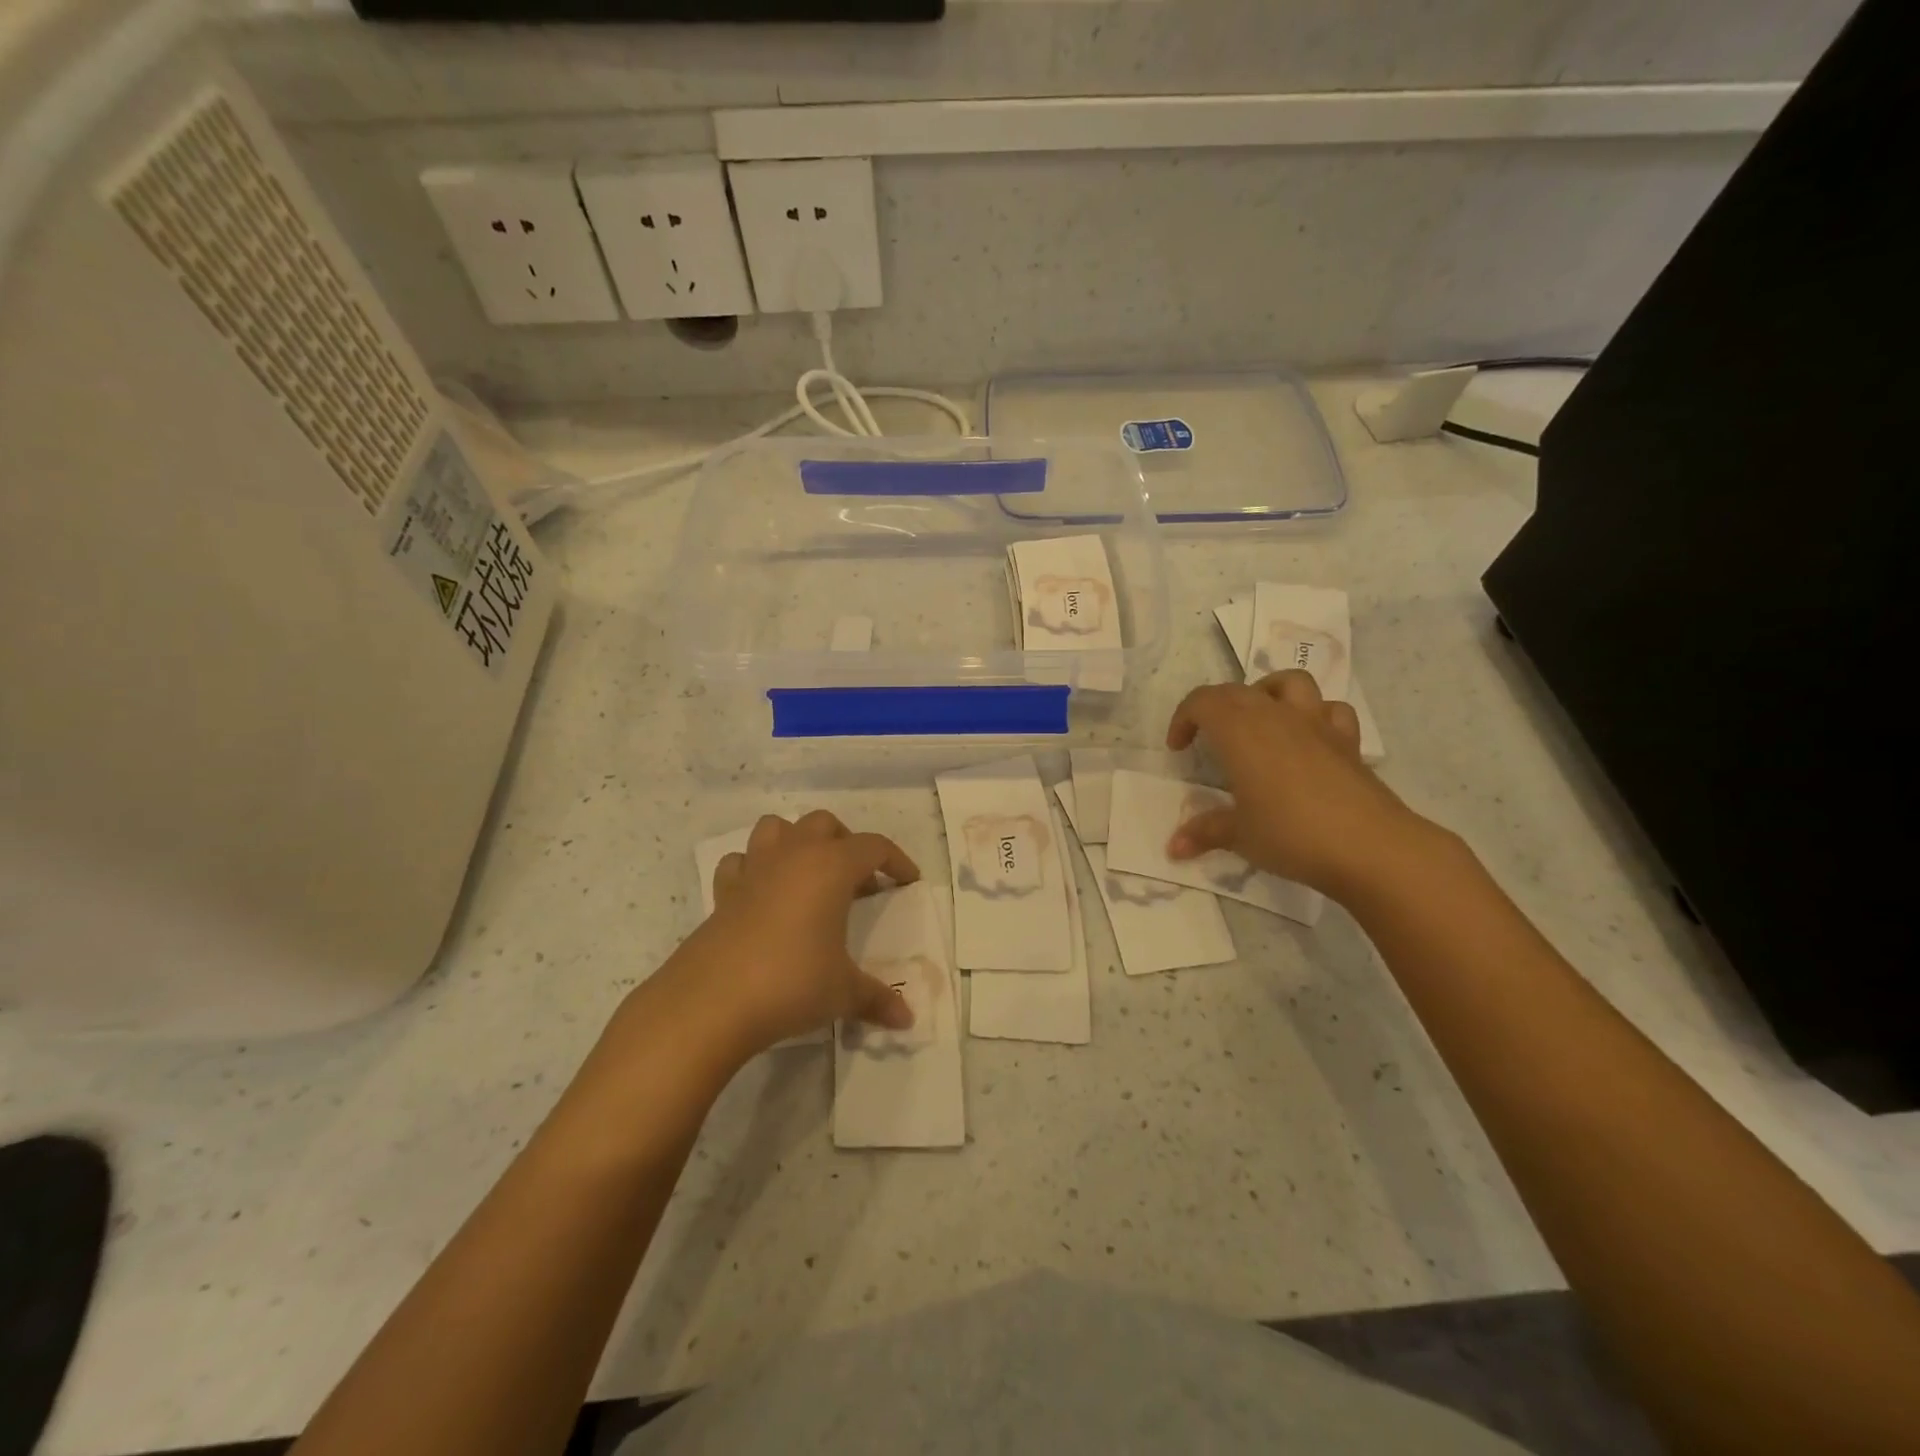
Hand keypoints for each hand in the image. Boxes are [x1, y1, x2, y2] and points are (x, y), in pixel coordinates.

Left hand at [673, 811, 920, 1055]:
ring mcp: (754, 870)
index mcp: (831, 867)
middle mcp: (793, 856)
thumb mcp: (843, 992)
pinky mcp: (723, 893)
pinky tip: (764, 896)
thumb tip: (907, 1019)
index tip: (907, 881)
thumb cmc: (791, 983)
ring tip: (810, 876)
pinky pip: (741, 863)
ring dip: (797, 842)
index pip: (873, 846)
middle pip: (824, 824)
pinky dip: (755, 869)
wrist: (712, 1002)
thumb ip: (877, 999)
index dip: (895, 861)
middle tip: (858, 881)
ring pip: (777, 828)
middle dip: (846, 843)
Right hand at [1165, 670, 1431, 897]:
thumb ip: (1204, 832)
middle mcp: (1276, 716)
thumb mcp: (1239, 836)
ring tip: (1258, 721)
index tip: (1178, 749)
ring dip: (1267, 692)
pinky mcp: (1347, 741)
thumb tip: (1173, 847)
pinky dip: (1314, 715)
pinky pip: (1330, 710)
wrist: (1369, 846)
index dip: (1183, 718)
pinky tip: (1307, 739)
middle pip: (1238, 690)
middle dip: (1215, 707)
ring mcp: (1316, 724)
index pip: (1202, 702)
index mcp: (1240, 731)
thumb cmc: (1291, 834)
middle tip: (1207, 740)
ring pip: (1290, 682)